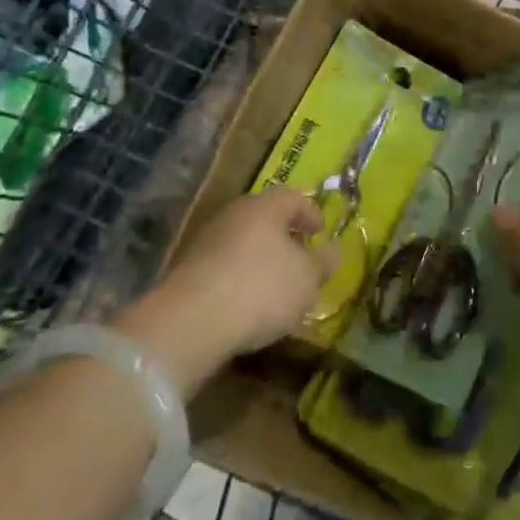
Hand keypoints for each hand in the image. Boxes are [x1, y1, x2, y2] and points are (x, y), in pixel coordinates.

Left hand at [117, 188, 335, 392]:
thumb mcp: (307, 279)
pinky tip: (246, 303)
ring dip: (259, 258)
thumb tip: (333, 250)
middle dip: (284, 236)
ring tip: (275, 286)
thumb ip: (322, 262)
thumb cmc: (261, 288)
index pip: (293, 197)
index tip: (321, 232)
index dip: (311, 213)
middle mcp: (234, 214)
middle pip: (265, 218)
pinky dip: (238, 278)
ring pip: (242, 242)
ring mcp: (206, 241)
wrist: (190, 321)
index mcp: (266, 206)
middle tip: (300, 257)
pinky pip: (223, 267)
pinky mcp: (187, 270)